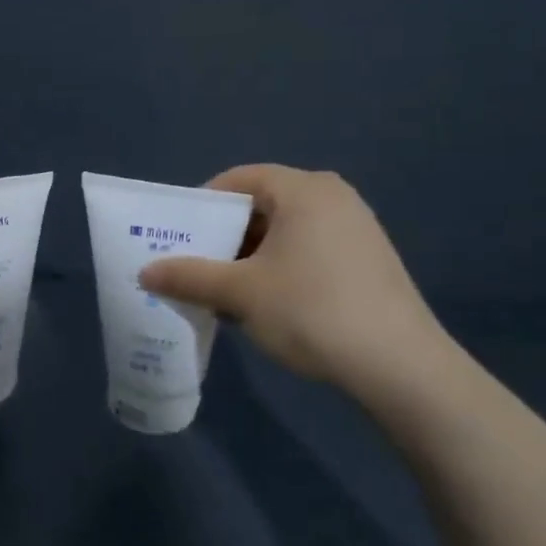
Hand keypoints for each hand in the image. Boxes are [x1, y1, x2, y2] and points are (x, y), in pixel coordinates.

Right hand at [138, 165, 453, 391]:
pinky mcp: (367, 260)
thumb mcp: (240, 293)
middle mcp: (333, 197)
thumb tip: (145, 272)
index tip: (178, 236)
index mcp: (303, 189)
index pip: (239, 179)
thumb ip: (188, 276)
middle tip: (193, 265)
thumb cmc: (311, 311)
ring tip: (223, 290)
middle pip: (261, 204)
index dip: (202, 205)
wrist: (400, 367)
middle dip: (223, 235)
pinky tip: (264, 304)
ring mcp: (356, 228)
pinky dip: (278, 268)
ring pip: (284, 231)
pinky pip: (307, 250)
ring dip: (248, 256)